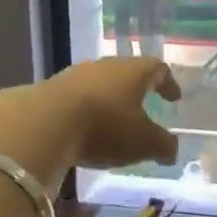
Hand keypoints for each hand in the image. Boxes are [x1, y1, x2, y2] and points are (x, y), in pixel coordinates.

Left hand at [0, 58, 181, 185]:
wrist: (42, 123)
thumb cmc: (105, 127)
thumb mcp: (144, 143)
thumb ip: (163, 145)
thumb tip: (172, 149)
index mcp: (133, 72)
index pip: (157, 69)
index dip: (168, 83)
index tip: (174, 98)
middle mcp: (105, 66)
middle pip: (126, 73)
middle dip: (136, 91)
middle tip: (144, 107)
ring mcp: (73, 76)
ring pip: (98, 85)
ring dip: (108, 102)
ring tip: (112, 123)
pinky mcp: (48, 90)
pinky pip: (74, 99)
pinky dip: (84, 112)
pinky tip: (83, 130)